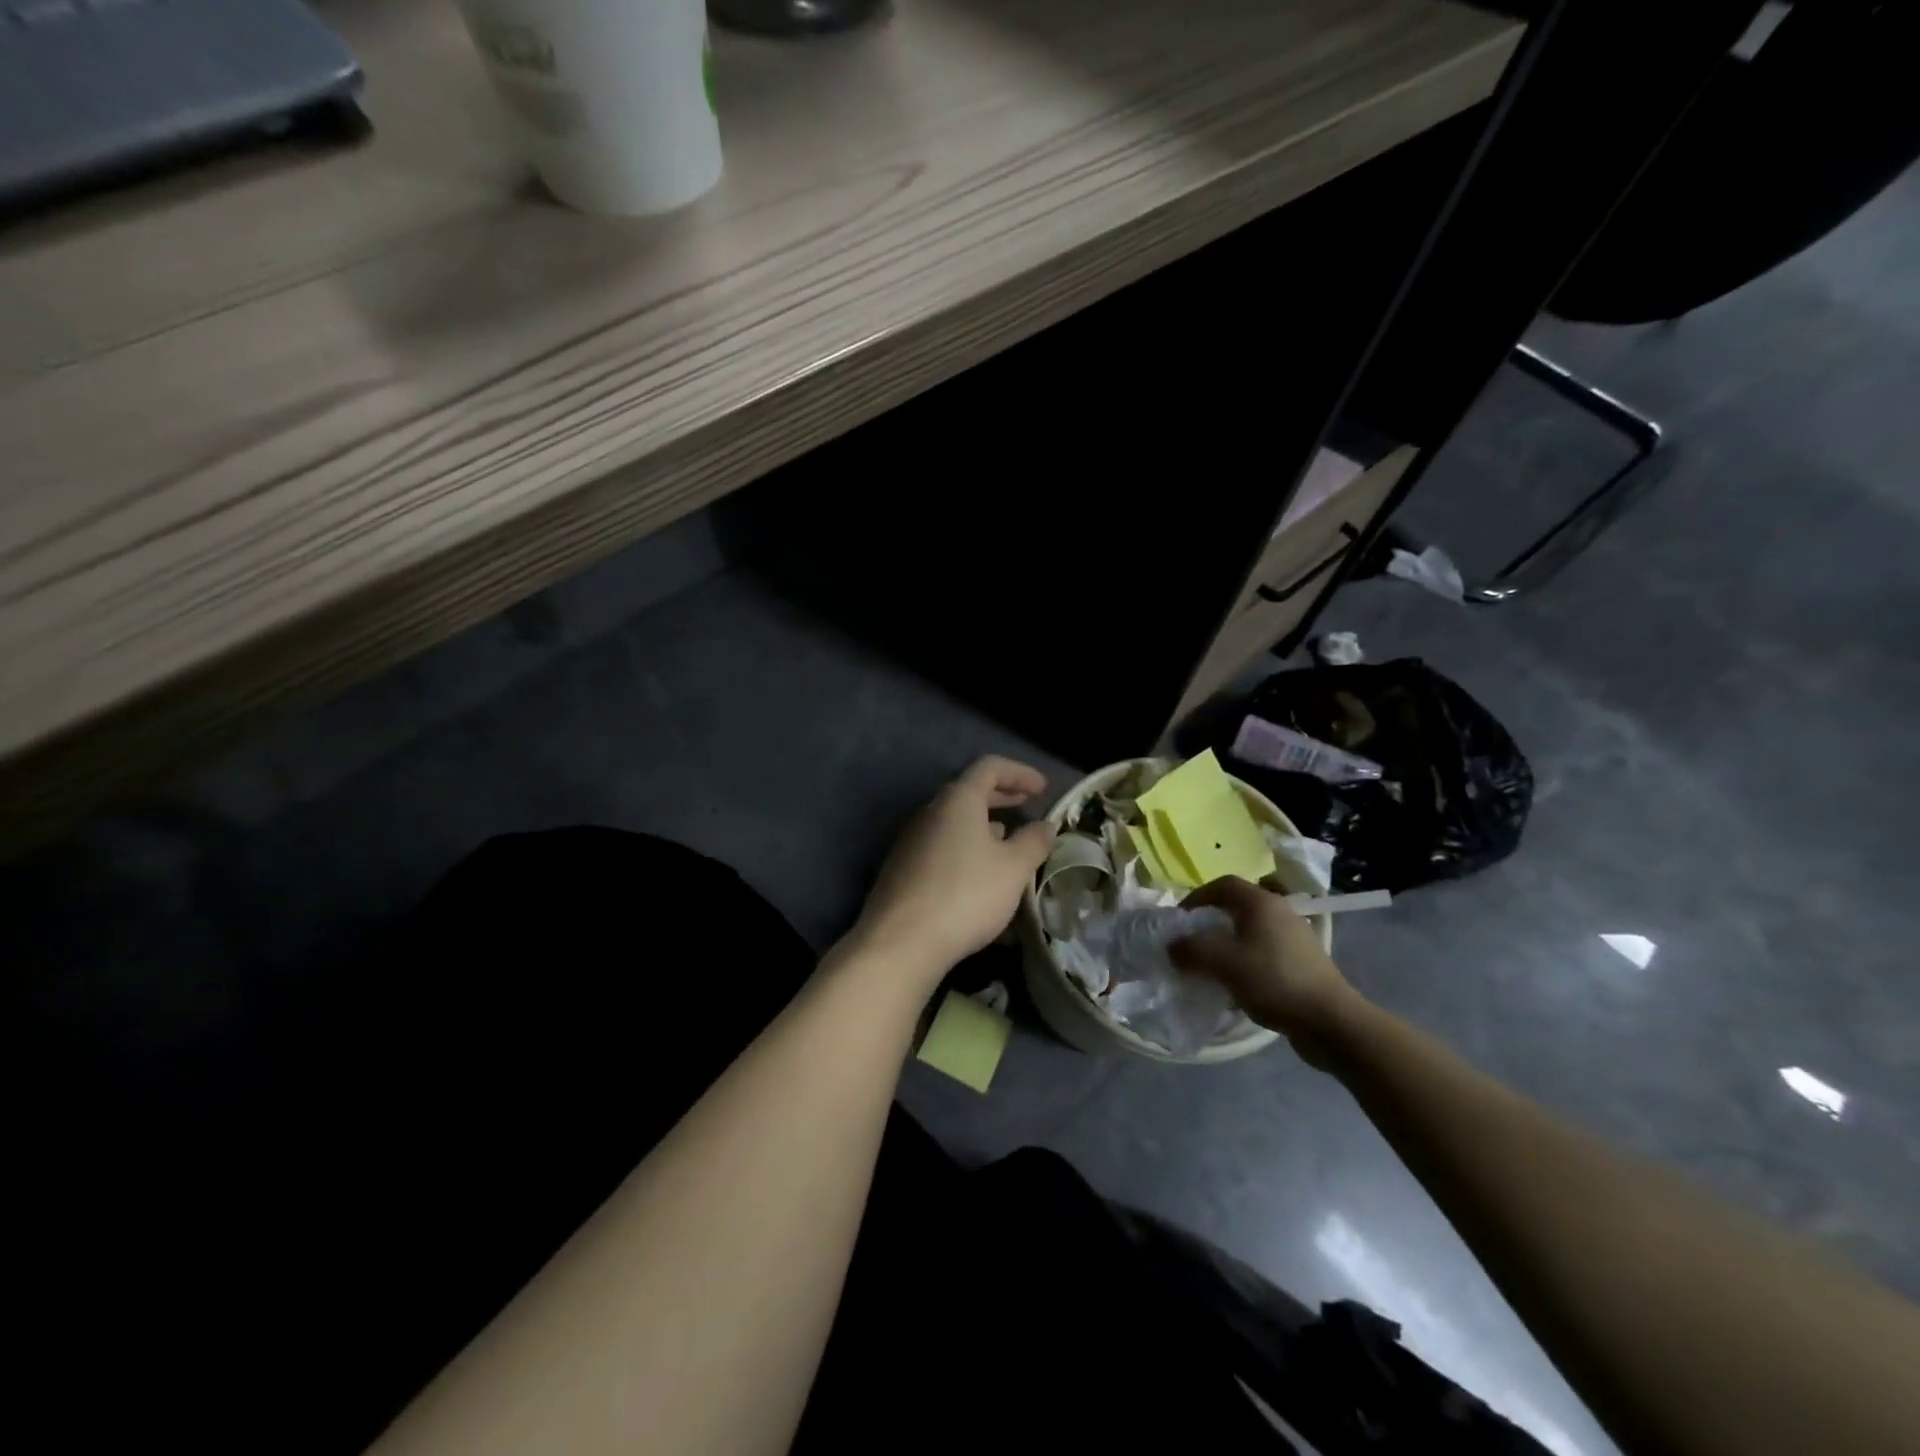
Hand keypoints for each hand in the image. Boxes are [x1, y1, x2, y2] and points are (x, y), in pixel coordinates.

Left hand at [853, 756, 1055, 981]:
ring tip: (1008, 841)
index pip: (990, 767)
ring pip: (954, 822)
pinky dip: (966, 849)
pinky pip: (942, 846)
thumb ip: (1033, 842)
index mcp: (957, 800)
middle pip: (969, 792)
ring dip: (983, 825)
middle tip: (1027, 804)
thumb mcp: (1013, 868)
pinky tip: (980, 875)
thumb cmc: (966, 894)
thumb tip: (1045, 825)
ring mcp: (912, 841)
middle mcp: (930, 812)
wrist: (901, 941)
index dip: (1019, 773)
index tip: (1043, 788)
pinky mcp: (903, 869)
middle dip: (1001, 796)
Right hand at [1170, 876, 1360, 1058]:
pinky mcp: (1302, 962)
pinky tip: (1237, 985)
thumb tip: (1172, 945)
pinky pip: (1264, 951)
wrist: (1330, 1021)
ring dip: (1227, 944)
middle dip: (1210, 922)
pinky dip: (1245, 961)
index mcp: (1261, 903)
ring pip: (1251, 931)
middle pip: (1237, 906)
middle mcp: (1280, 912)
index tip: (1180, 919)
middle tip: (1192, 943)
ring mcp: (1294, 937)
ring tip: (1211, 966)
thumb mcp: (1224, 964)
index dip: (1197, 897)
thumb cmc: (1274, 981)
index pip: (1223, 884)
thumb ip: (1192, 950)